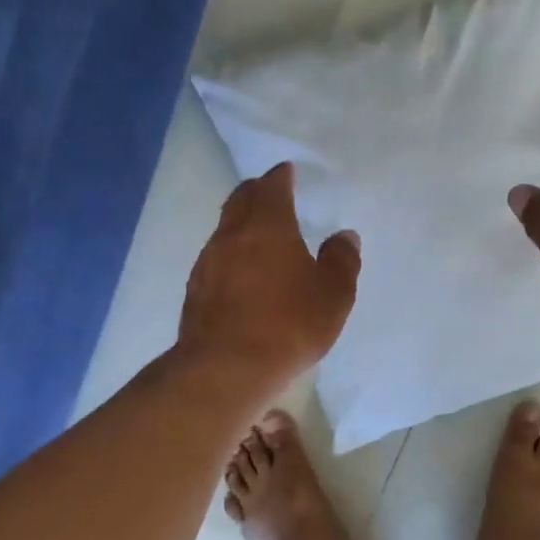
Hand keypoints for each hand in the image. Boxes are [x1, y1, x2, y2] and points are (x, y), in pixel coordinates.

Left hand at [177, 162, 360, 399]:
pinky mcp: (195, 291)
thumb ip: (342, 260)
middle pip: (240, 200)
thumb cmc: (289, 324)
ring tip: (257, 235)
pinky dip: (230, 256)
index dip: (281, 176)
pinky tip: (240, 274)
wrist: (227, 367)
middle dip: (255, 192)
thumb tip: (344, 236)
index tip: (287, 172)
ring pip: (224, 230)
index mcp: (268, 225)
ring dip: (240, 225)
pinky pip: (215, 260)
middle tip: (269, 193)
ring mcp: (207, 262)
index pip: (272, 186)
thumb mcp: (333, 295)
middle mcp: (232, 235)